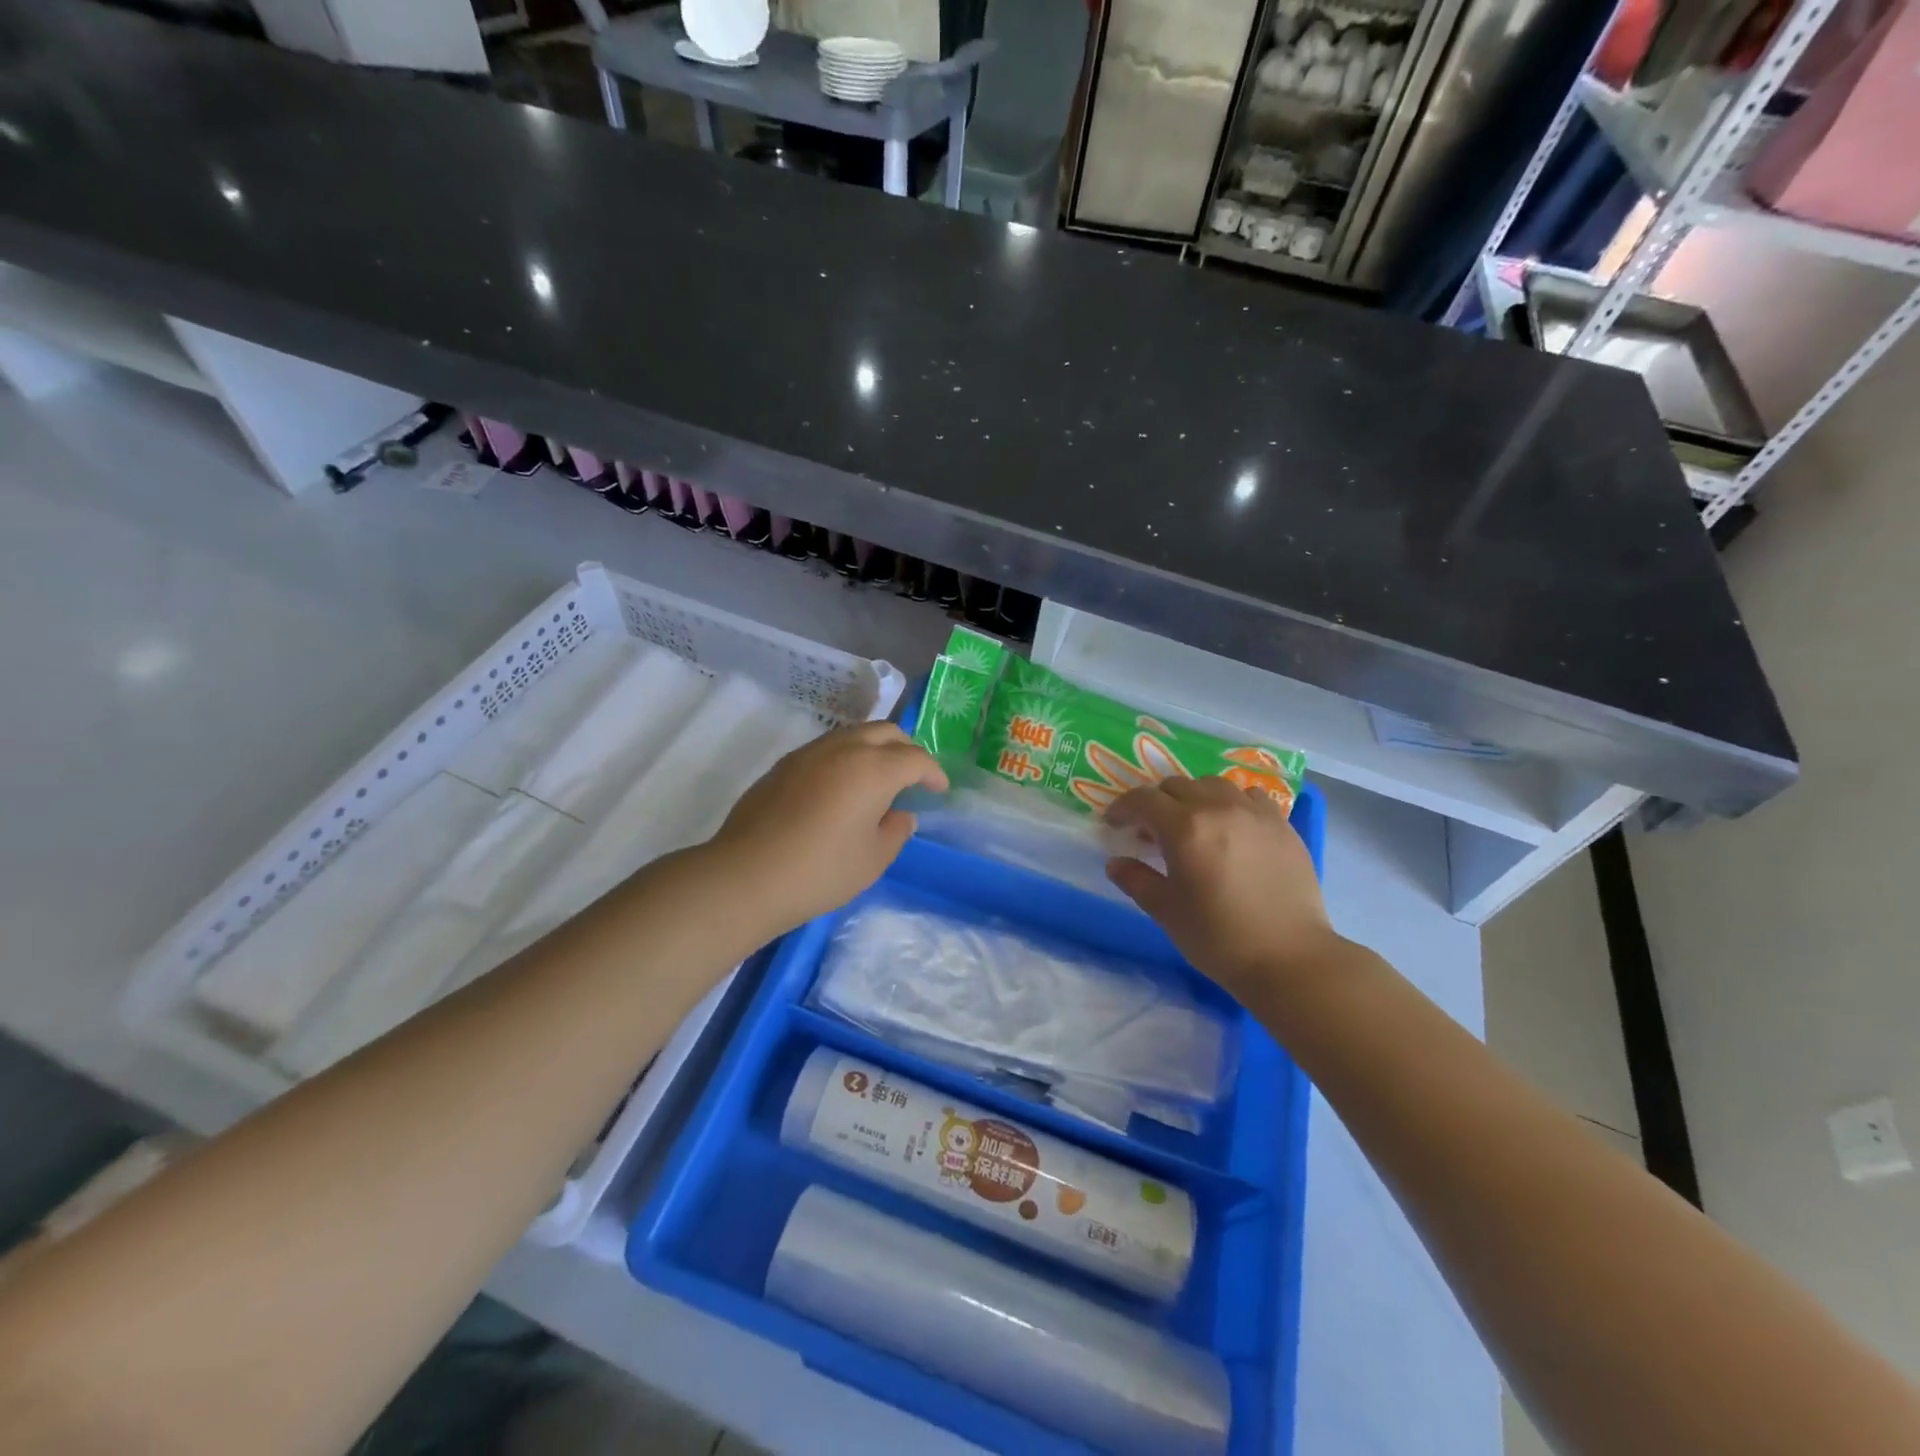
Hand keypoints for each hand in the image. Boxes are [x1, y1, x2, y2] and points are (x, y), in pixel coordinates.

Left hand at [704, 721, 947, 935]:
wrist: (747, 875)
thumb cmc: (821, 871)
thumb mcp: (873, 860)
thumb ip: (896, 831)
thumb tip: (901, 814)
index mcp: (874, 769)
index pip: (915, 758)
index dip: (933, 772)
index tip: (939, 789)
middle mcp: (844, 749)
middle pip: (886, 732)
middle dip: (906, 749)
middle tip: (913, 776)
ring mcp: (810, 752)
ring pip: (854, 733)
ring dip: (875, 748)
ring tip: (878, 778)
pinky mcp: (784, 764)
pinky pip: (828, 747)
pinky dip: (847, 756)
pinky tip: (842, 787)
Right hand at [1104, 777, 1343, 1005]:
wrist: (1289, 957)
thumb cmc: (1218, 937)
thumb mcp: (1166, 911)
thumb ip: (1136, 880)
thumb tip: (1116, 863)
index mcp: (1184, 827)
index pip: (1143, 800)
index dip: (1123, 808)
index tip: (1114, 824)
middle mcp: (1218, 808)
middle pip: (1177, 786)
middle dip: (1156, 802)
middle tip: (1151, 830)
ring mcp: (1254, 813)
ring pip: (1213, 785)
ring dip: (1193, 797)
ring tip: (1193, 824)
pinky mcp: (1282, 825)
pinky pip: (1249, 796)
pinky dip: (1231, 803)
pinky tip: (1232, 827)